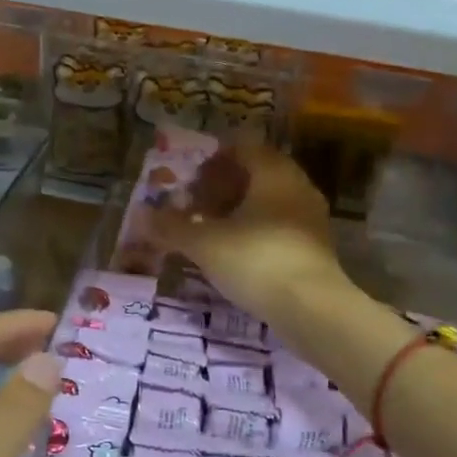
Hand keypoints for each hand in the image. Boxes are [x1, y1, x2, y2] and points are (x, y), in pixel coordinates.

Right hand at [142, 144, 345, 331]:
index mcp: (273, 173)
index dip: (214, 160)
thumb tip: (140, 215)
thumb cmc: (256, 260)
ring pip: (269, 204)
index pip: (244, 149)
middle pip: (257, 176)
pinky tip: (237, 256)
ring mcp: (311, 219)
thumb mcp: (204, 244)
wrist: (311, 308)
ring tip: (212, 233)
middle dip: (224, 188)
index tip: (192, 180)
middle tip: (197, 206)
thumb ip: (172, 227)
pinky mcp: (316, 249)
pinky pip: (280, 228)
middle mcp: (297, 187)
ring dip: (240, 213)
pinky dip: (256, 234)